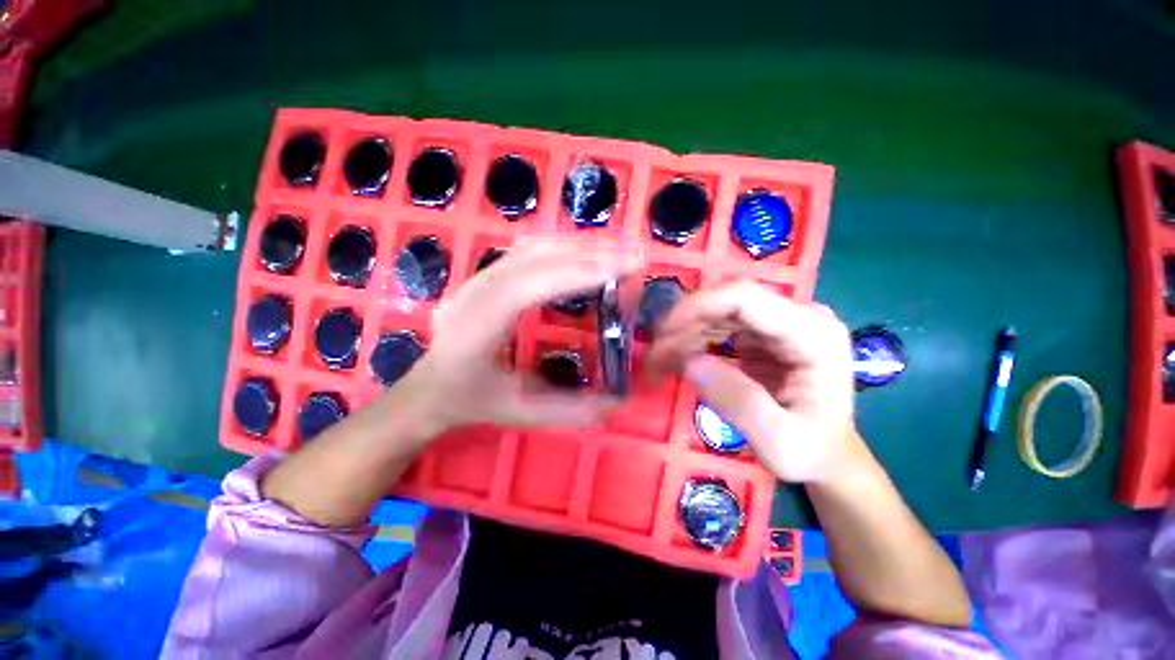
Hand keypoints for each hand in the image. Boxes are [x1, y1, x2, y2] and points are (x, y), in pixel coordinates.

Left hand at [405, 237, 643, 433]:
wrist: (428, 388)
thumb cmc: (470, 402)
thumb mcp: (520, 414)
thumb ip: (570, 411)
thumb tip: (618, 402)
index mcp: (477, 328)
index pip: (530, 287)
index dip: (578, 273)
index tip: (624, 269)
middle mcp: (475, 293)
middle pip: (535, 257)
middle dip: (590, 253)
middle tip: (635, 256)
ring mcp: (478, 277)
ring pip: (533, 246)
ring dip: (579, 245)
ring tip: (618, 252)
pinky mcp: (486, 273)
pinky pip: (529, 249)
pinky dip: (563, 246)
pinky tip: (585, 253)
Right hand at [645, 281, 854, 483]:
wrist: (830, 457)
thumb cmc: (813, 453)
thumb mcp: (779, 441)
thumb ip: (737, 401)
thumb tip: (689, 362)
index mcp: (814, 333)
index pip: (744, 297)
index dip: (696, 308)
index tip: (662, 336)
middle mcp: (799, 315)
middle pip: (726, 300)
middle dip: (684, 324)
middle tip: (654, 356)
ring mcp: (782, 321)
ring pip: (719, 309)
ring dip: (685, 332)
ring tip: (661, 361)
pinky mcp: (765, 332)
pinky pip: (720, 324)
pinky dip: (694, 338)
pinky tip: (679, 359)